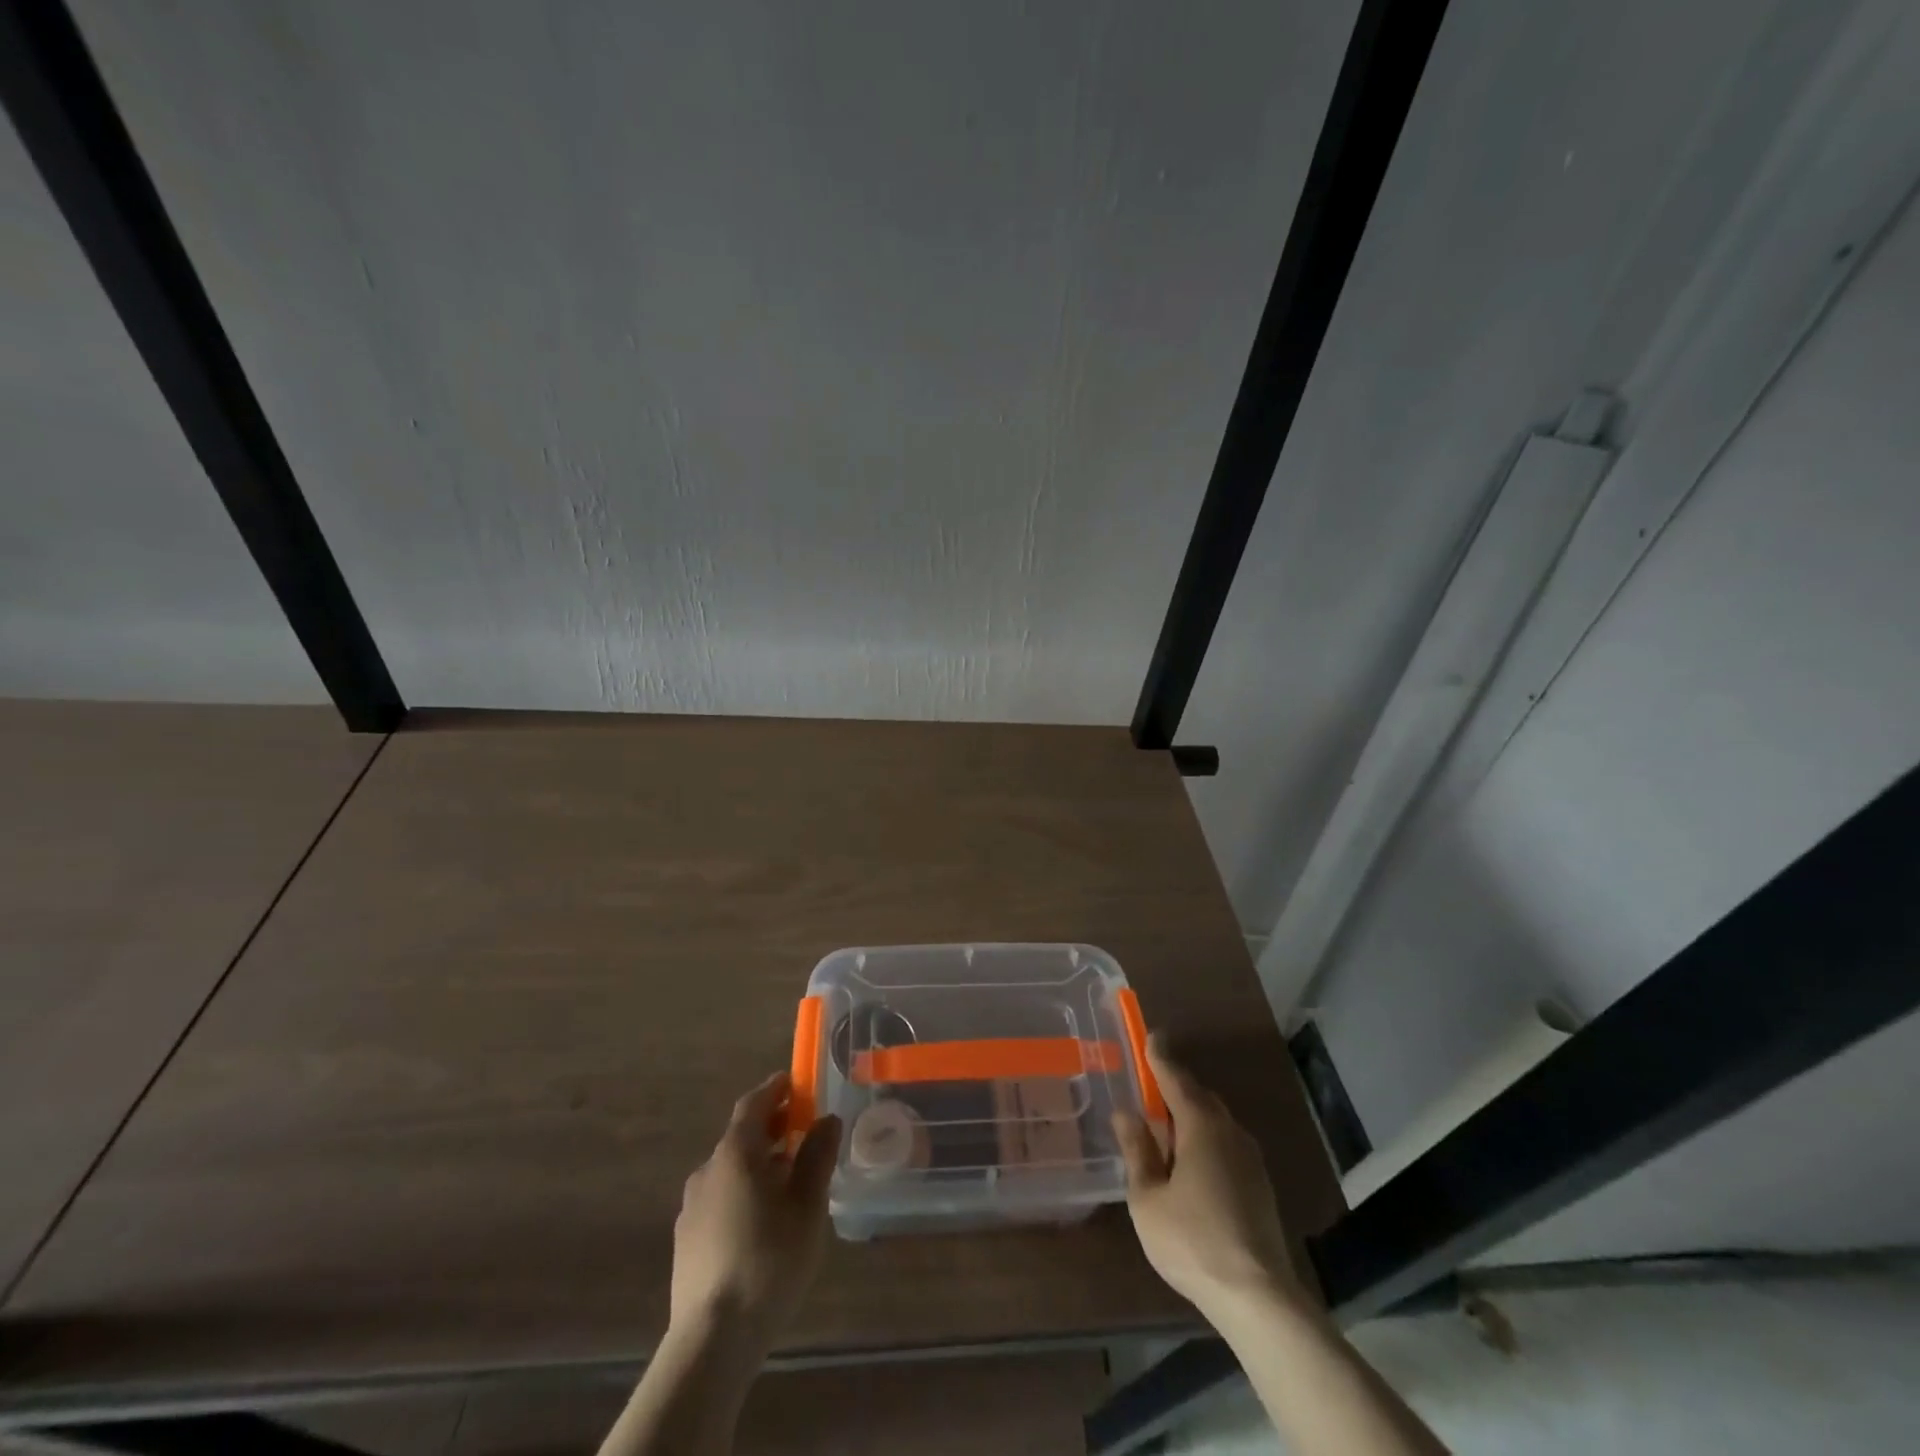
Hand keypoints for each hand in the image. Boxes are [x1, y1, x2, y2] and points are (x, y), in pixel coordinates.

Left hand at [670, 1071, 841, 1348]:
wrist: (712, 1339)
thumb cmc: (769, 1260)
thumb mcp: (807, 1206)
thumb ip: (817, 1157)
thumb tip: (826, 1119)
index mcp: (736, 1153)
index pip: (753, 1104)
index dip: (775, 1089)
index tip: (795, 1082)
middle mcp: (708, 1170)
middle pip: (741, 1136)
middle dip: (772, 1128)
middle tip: (802, 1131)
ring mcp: (691, 1207)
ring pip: (730, 1170)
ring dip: (759, 1164)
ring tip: (789, 1181)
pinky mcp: (686, 1241)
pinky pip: (720, 1199)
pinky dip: (744, 1192)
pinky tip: (763, 1221)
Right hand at [1112, 1037, 1298, 1316]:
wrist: (1257, 1296)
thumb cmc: (1192, 1241)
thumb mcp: (1147, 1198)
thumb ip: (1137, 1151)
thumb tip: (1126, 1114)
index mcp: (1200, 1126)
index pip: (1175, 1077)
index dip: (1159, 1056)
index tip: (1151, 1035)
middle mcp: (1229, 1131)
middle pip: (1199, 1096)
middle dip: (1174, 1087)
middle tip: (1149, 1088)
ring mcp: (1250, 1158)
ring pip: (1215, 1121)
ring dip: (1191, 1116)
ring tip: (1165, 1129)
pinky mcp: (1260, 1184)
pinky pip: (1226, 1143)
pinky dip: (1205, 1138)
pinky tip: (1191, 1163)